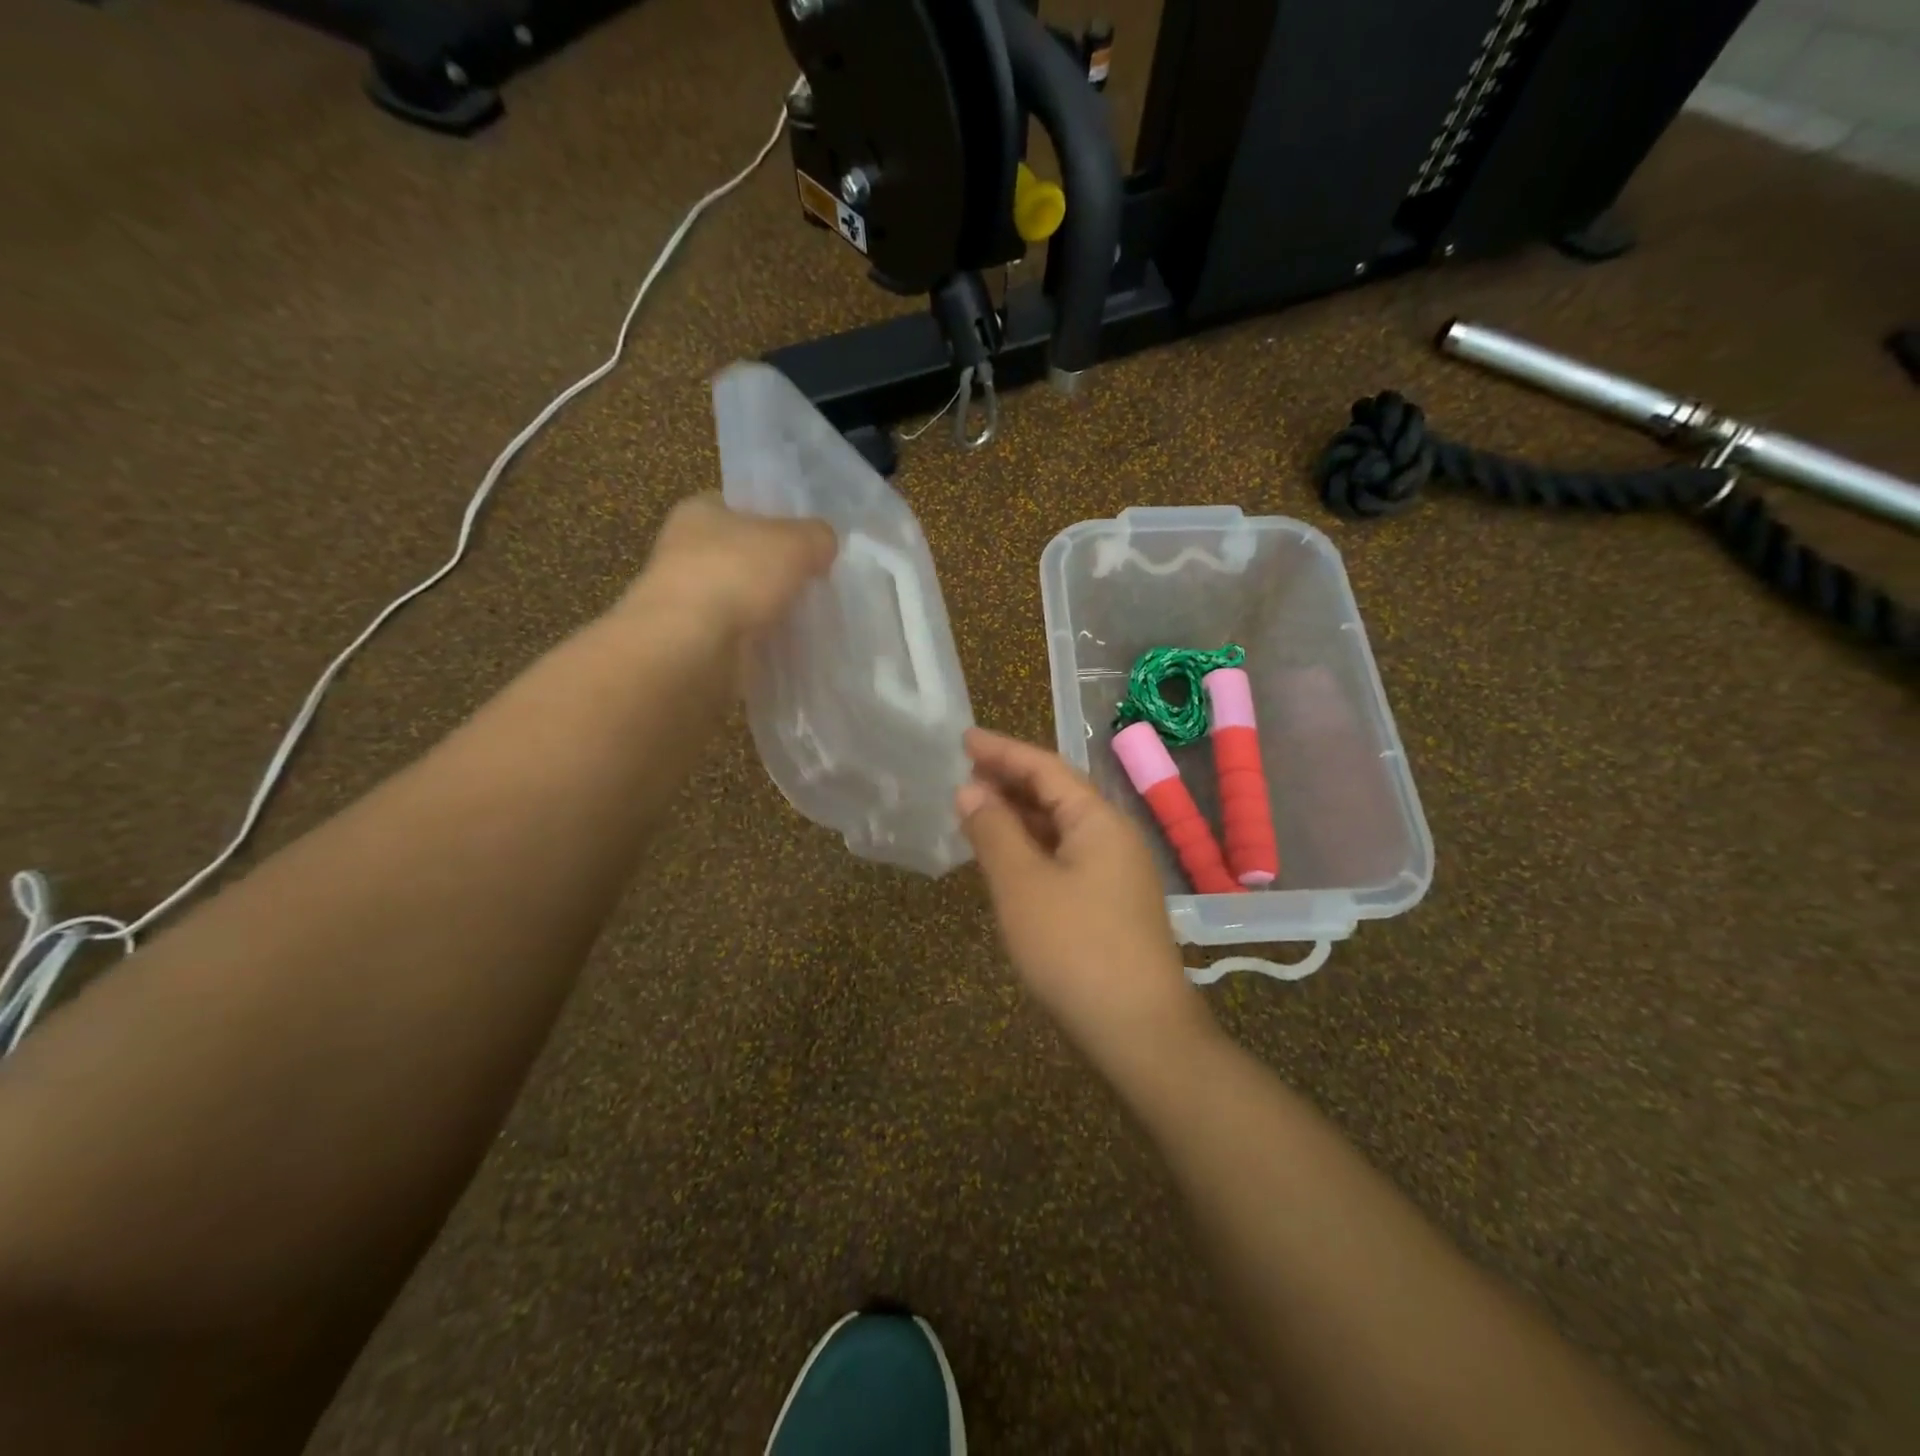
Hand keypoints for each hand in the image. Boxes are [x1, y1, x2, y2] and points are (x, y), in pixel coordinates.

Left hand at [624, 493, 836, 640]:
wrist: (691, 645)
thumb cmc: (738, 574)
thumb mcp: (796, 541)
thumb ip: (818, 537)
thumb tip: (825, 545)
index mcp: (699, 512)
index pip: (738, 506)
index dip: (773, 519)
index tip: (804, 541)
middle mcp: (685, 551)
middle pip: (742, 555)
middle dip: (775, 570)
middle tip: (815, 582)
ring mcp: (687, 600)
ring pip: (741, 599)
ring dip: (768, 609)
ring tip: (810, 619)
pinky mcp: (695, 642)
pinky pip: (738, 636)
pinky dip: (760, 641)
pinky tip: (789, 647)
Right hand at [957, 728, 1215, 1073]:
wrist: (1139, 1032)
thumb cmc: (1075, 948)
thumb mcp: (1022, 885)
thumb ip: (994, 831)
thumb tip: (970, 791)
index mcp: (1098, 820)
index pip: (1045, 767)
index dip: (1002, 750)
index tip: (963, 738)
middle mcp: (1113, 837)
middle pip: (1057, 794)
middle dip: (1010, 782)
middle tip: (963, 775)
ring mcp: (1116, 874)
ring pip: (1061, 829)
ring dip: (1019, 817)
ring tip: (976, 812)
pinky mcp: (1110, 906)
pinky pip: (1065, 859)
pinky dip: (1032, 850)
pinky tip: (1007, 861)